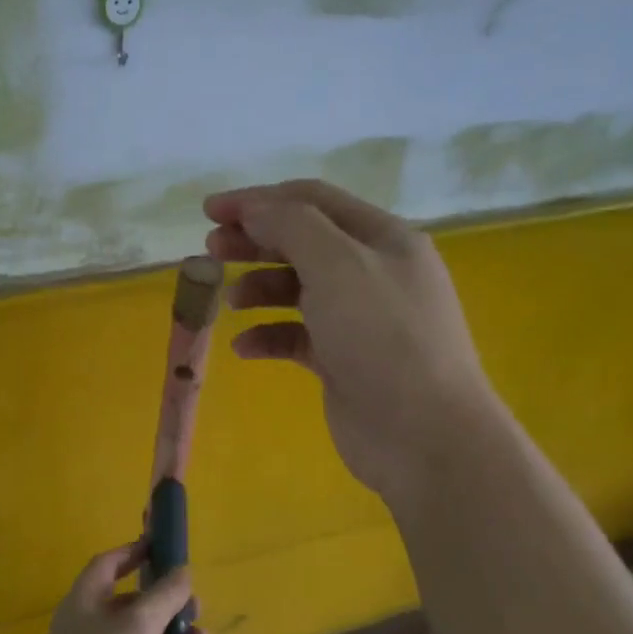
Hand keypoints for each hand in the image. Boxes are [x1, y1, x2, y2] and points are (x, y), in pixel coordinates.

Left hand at [22, 543, 218, 633]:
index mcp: (85, 605)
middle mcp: (95, 632)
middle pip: (133, 606)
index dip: (132, 552)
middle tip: (195, 601)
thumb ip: (164, 595)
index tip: (162, 545)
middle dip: (165, 601)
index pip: (107, 566)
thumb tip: (183, 570)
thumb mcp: (138, 624)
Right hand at [204, 179, 500, 507]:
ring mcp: (359, 320)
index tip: (210, 210)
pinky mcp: (344, 361)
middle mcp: (373, 272)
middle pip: (303, 242)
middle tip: (210, 250)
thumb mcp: (338, 266)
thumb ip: (292, 227)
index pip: (313, 201)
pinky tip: (244, 348)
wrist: (422, 434)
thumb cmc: (383, 339)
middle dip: (255, 241)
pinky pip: (297, 337)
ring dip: (259, 288)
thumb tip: (255, 208)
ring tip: (228, 303)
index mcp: (382, 238)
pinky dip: (269, 336)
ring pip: (298, 290)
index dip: (259, 199)